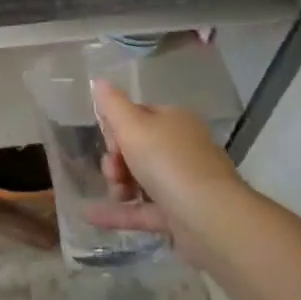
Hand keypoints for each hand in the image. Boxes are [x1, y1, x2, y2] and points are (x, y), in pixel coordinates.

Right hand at [85, 81, 242, 253]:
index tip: (109, 142)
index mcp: (175, 121)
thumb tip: (99, 81)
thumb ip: (112, 104)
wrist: (210, 218)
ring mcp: (183, 184)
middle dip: (116, 160)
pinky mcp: (180, 216)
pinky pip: (143, 210)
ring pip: (140, 180)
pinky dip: (120, 213)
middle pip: (137, 149)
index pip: (138, 116)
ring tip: (116, 194)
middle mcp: (181, 148)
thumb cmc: (168, 162)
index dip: (117, 128)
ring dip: (118, 185)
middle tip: (113, 171)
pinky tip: (91, 216)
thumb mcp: (133, 126)